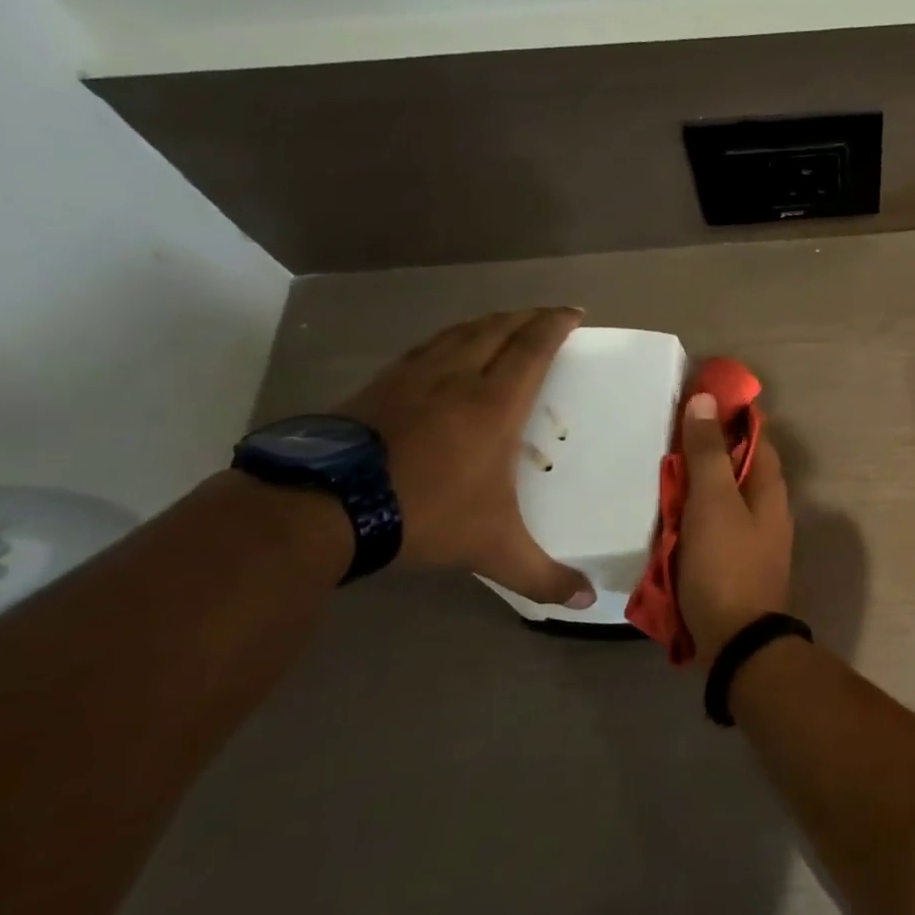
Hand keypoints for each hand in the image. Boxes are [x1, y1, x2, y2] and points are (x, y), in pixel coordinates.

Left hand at [335, 309, 593, 606]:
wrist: (324, 508)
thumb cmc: (425, 515)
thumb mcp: (493, 550)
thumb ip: (543, 576)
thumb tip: (589, 602)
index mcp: (494, 403)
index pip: (533, 348)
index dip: (555, 324)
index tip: (573, 312)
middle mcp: (457, 377)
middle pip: (497, 329)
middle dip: (526, 317)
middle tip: (546, 316)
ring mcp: (412, 377)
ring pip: (458, 332)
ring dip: (487, 322)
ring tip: (503, 324)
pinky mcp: (377, 386)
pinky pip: (424, 348)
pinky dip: (447, 340)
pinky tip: (443, 352)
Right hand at [677, 393, 792, 662]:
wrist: (736, 641)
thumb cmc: (726, 564)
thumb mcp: (713, 502)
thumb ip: (708, 452)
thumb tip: (706, 399)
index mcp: (769, 486)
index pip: (754, 432)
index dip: (728, 411)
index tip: (693, 396)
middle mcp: (767, 506)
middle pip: (736, 464)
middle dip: (704, 448)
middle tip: (663, 435)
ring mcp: (752, 535)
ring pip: (721, 495)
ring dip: (694, 482)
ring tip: (656, 470)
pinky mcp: (733, 560)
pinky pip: (711, 524)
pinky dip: (691, 513)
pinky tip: (664, 514)